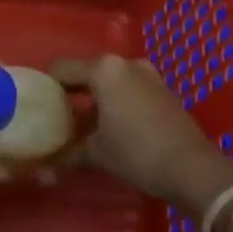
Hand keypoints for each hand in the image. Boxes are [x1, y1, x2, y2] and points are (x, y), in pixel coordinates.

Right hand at [53, 54, 232, 218]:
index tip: (40, 105)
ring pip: (110, 80)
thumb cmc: (137, 153)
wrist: (193, 167)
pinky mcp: (162, 88)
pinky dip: (118, 101)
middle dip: (74, 94)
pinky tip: (116, 127)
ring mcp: (146, 73)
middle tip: (62, 119)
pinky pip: (130, 88)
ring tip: (88, 127)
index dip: (49, 85)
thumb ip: (70, 153)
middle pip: (88, 72)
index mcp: (103, 69)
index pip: (63, 68)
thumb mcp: (99, 154)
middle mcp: (123, 63)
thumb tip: (46, 168)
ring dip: (97, 99)